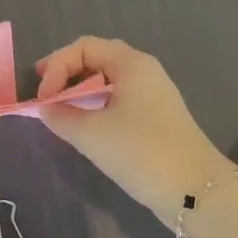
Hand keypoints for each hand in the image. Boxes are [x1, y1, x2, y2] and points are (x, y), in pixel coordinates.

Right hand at [35, 36, 236, 224]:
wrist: (194, 190)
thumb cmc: (140, 151)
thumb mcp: (91, 134)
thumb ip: (61, 117)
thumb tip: (45, 109)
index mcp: (132, 64)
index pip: (84, 47)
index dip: (57, 66)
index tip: (43, 99)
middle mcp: (145, 72)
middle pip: (98, 59)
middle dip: (67, 72)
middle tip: (45, 92)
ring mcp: (154, 97)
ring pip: (110, 82)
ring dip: (82, 91)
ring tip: (61, 111)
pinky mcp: (157, 121)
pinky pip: (120, 101)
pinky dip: (97, 107)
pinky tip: (87, 128)